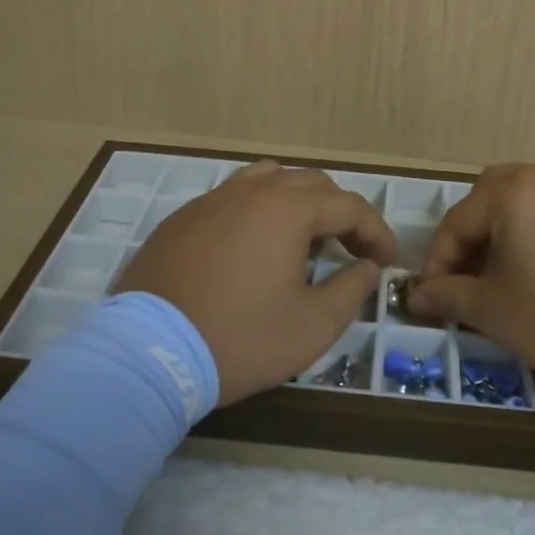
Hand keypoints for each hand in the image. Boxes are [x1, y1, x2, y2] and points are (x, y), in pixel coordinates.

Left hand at [116, 161, 398, 405]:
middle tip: (350, 252)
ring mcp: (212, 200)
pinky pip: (233, 199)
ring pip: (268, 181)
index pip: (348, 205)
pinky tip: (253, 251)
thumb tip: (366, 267)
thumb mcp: (311, 326)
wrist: (148, 353)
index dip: (375, 231)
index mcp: (288, 209)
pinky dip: (258, 214)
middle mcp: (251, 191)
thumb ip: (350, 290)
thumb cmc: (240, 338)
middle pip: (311, 184)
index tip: (387, 261)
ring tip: (302, 243)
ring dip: (297, 205)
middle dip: (339, 214)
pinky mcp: (182, 219)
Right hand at [409, 164, 534, 403]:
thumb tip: (417, 295)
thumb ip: (451, 297)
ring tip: (522, 274)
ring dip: (516, 230)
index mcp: (514, 193)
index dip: (439, 260)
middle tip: (475, 276)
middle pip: (495, 195)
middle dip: (476, 234)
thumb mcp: (499, 315)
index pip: (458, 220)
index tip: (435, 296)